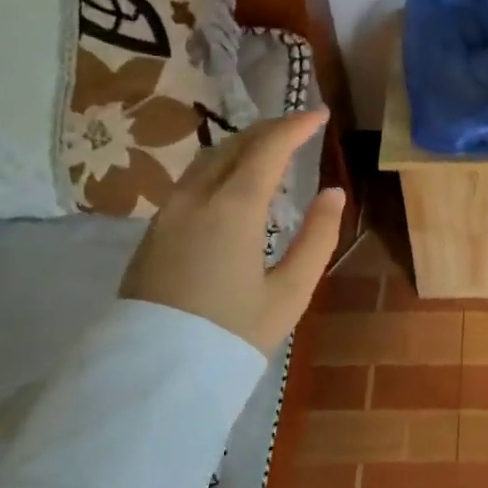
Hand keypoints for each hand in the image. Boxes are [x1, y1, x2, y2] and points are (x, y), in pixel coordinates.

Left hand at [119, 111, 345, 352]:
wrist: (157, 372)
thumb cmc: (234, 332)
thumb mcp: (290, 291)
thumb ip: (317, 237)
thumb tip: (333, 193)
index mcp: (233, 209)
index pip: (267, 148)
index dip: (296, 126)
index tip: (320, 114)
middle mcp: (195, 198)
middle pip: (234, 145)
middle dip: (270, 130)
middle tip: (300, 128)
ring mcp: (168, 212)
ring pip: (208, 160)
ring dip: (243, 146)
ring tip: (271, 150)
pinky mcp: (155, 230)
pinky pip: (192, 180)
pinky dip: (222, 167)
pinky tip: (236, 181)